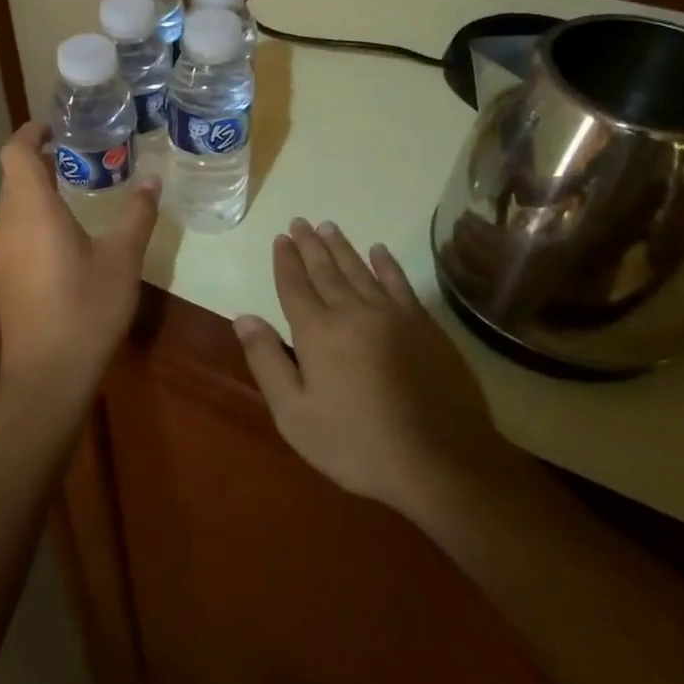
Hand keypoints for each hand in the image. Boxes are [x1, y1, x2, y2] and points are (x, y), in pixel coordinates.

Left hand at [0, 122, 160, 406]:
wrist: (47, 376)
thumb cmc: (86, 310)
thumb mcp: (122, 259)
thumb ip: (136, 215)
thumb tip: (153, 180)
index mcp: (32, 210)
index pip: (15, 152)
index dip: (32, 131)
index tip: (61, 126)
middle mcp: (8, 223)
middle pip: (13, 174)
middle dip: (42, 157)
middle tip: (82, 152)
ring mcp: (3, 251)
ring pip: (14, 201)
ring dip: (39, 186)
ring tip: (80, 184)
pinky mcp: (7, 273)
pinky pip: (16, 226)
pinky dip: (37, 212)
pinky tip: (69, 229)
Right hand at [233, 219, 520, 523]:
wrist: (439, 461)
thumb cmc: (356, 445)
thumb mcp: (294, 415)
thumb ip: (267, 362)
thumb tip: (244, 318)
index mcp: (317, 332)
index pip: (295, 286)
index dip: (285, 261)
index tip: (280, 238)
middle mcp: (352, 311)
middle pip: (325, 270)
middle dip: (309, 245)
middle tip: (299, 222)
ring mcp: (392, 315)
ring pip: (360, 270)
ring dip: (341, 247)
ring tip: (328, 227)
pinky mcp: (424, 325)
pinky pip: (399, 283)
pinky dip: (387, 264)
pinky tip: (379, 250)